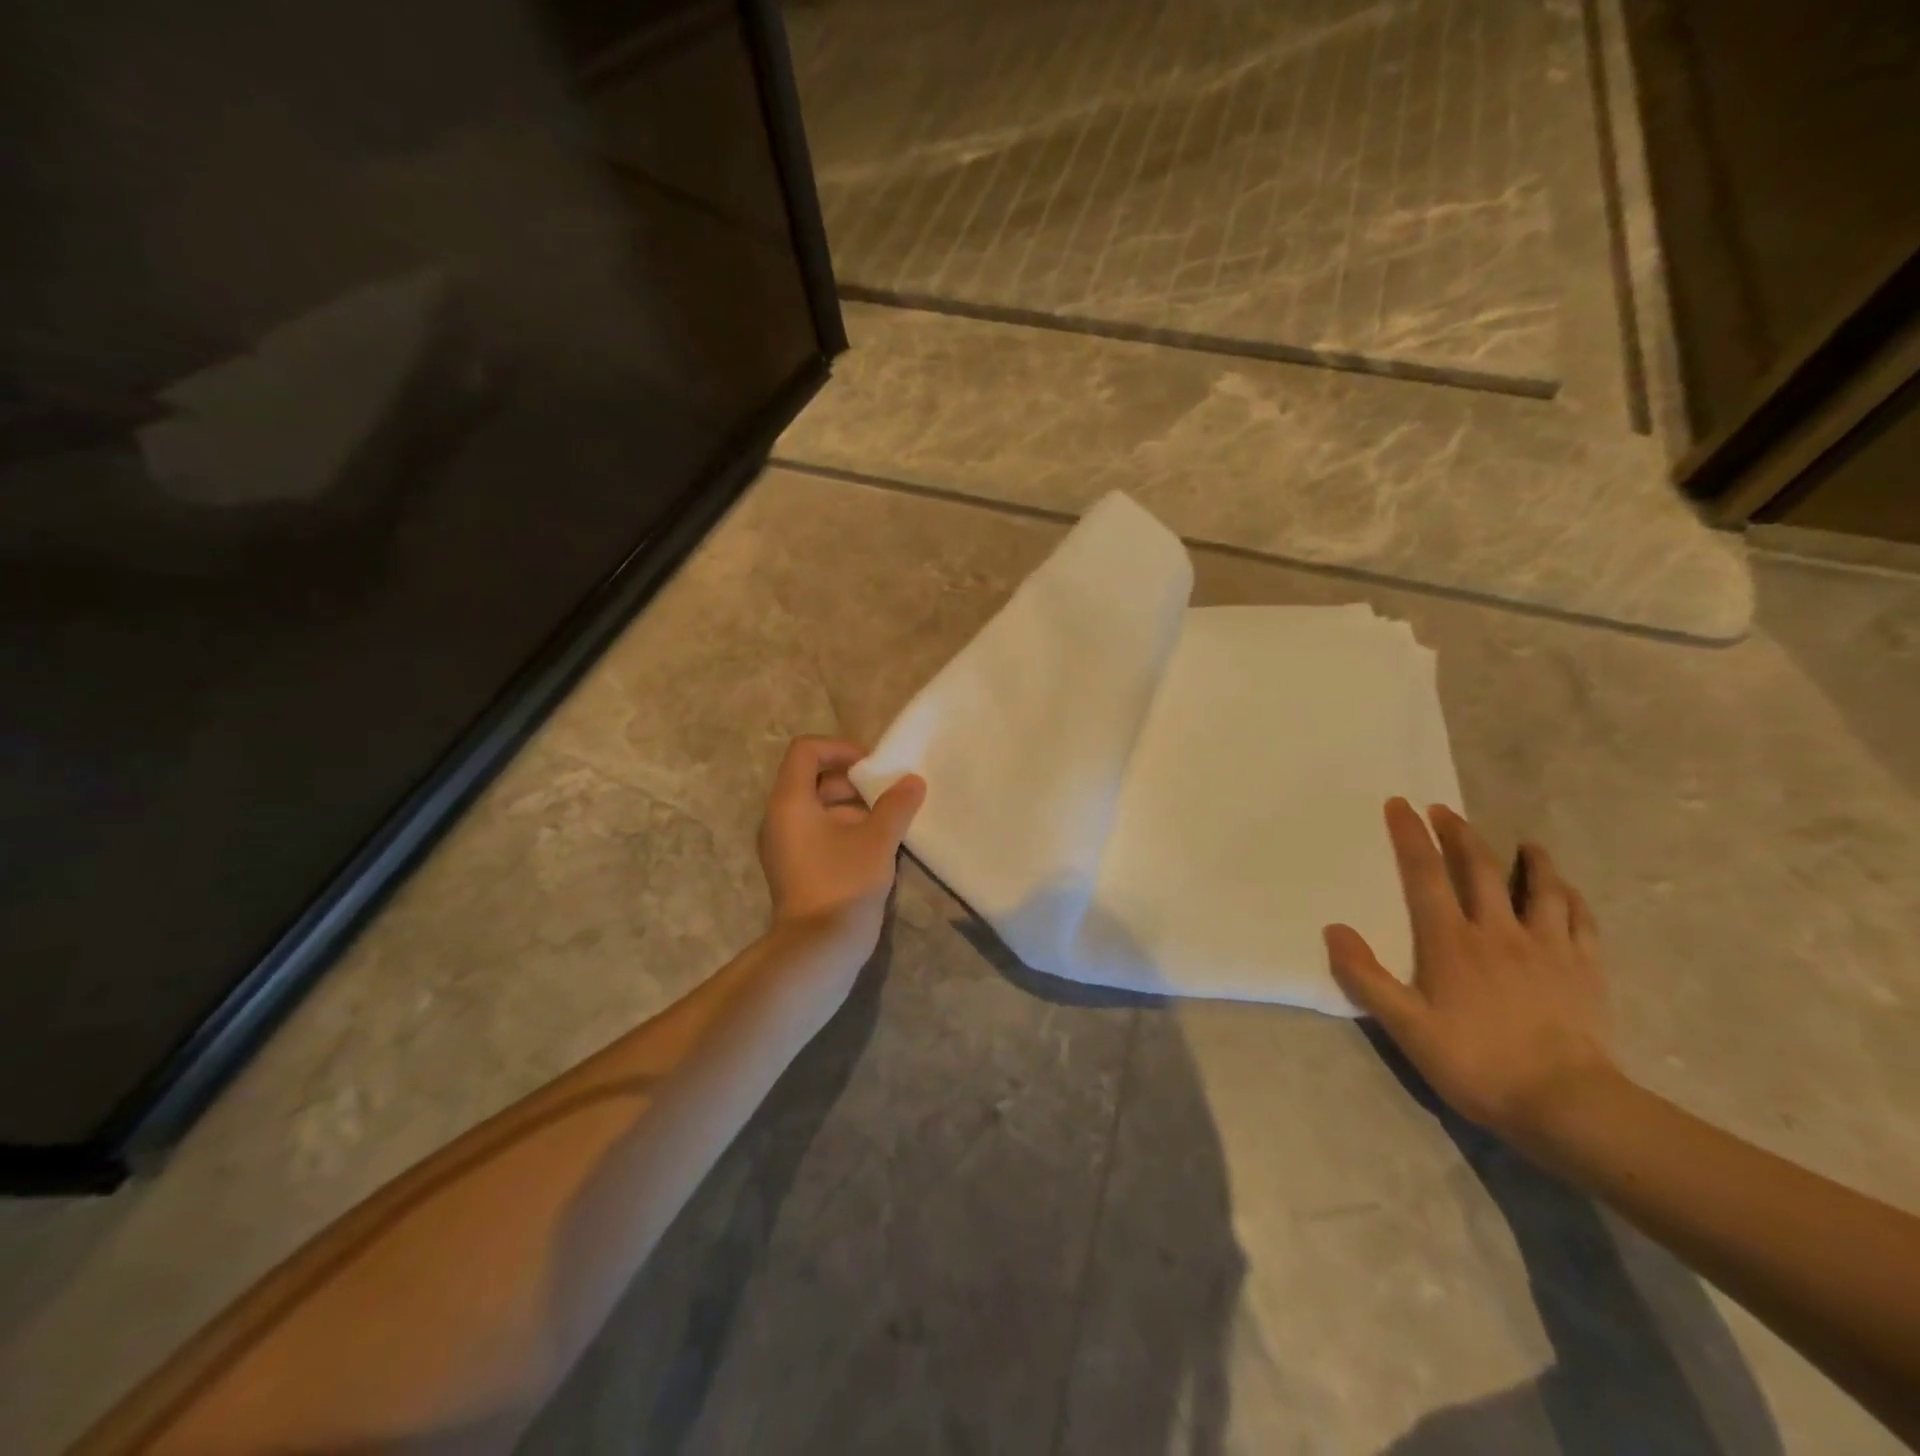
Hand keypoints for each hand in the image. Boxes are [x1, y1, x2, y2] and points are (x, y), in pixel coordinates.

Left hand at [757, 736, 925, 956]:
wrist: (818, 948)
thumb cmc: (844, 883)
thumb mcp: (878, 839)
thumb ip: (896, 804)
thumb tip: (912, 781)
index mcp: (790, 802)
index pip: (806, 751)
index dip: (840, 749)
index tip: (872, 767)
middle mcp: (779, 818)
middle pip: (812, 778)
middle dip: (852, 781)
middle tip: (886, 794)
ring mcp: (784, 845)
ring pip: (817, 808)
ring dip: (853, 807)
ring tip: (888, 822)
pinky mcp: (794, 868)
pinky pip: (817, 833)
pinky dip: (844, 830)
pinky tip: (876, 848)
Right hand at [1324, 799, 1615, 1142]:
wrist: (1567, 1105)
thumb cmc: (1476, 1063)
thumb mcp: (1405, 1026)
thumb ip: (1366, 977)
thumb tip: (1335, 929)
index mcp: (1451, 942)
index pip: (1425, 876)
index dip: (1411, 837)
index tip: (1400, 804)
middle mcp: (1498, 932)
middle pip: (1479, 869)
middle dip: (1459, 833)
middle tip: (1444, 809)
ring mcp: (1547, 947)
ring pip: (1539, 887)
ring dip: (1527, 858)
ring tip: (1522, 840)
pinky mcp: (1585, 969)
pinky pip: (1579, 919)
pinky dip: (1569, 896)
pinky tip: (1566, 891)